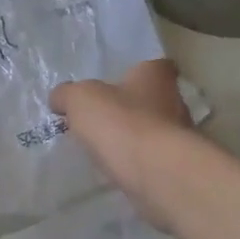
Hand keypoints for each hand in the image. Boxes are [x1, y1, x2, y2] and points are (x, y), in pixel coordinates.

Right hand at [50, 59, 195, 226]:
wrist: (155, 172)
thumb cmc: (120, 122)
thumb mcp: (79, 99)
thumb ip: (67, 95)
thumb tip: (59, 99)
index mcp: (155, 77)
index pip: (155, 66)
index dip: (137, 72)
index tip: (118, 83)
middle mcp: (175, 102)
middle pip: (155, 99)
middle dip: (132, 107)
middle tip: (104, 117)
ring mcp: (180, 136)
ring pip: (155, 130)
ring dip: (135, 136)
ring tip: (107, 146)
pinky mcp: (176, 167)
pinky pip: (153, 158)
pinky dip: (138, 161)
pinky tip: (117, 168)